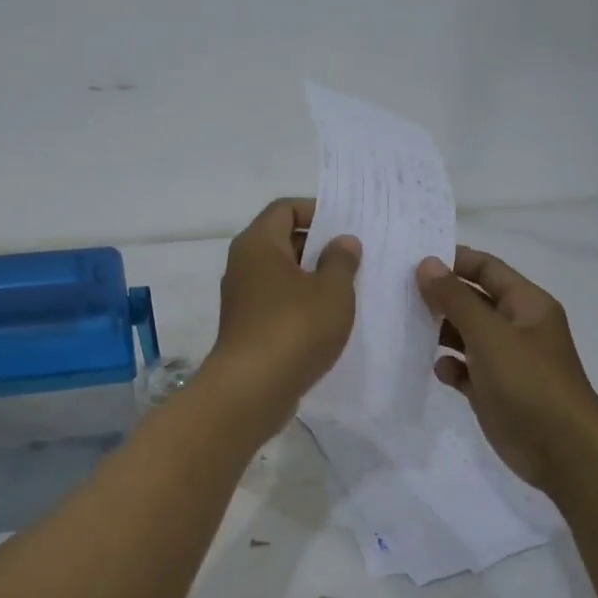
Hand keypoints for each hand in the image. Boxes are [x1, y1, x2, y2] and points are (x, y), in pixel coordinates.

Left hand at [207, 198, 360, 435]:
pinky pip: (277, 304)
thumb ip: (341, 260)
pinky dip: (301, 305)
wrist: (252, 390)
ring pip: (281, 276)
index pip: (285, 208)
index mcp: (258, 244)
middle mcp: (243, 265)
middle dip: (318, 246)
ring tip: (349, 289)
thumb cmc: (294, 329)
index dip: (316, 210)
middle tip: (355, 258)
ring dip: (312, 279)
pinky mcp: (247, 328)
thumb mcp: (332, 290)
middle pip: (282, 241)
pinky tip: (328, 321)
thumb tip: (342, 241)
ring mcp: (242, 299)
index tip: (347, 226)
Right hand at [416, 247, 597, 488]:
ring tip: (406, 329)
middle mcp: (517, 327)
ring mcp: (506, 360)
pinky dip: (451, 367)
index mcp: (526, 304)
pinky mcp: (495, 390)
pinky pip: (466, 369)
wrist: (562, 452)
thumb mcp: (489, 335)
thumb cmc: (529, 383)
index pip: (487, 268)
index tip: (411, 260)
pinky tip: (438, 371)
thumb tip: (426, 264)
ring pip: (466, 335)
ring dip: (440, 332)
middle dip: (440, 297)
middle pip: (473, 301)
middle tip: (397, 294)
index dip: (453, 261)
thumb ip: (455, 299)